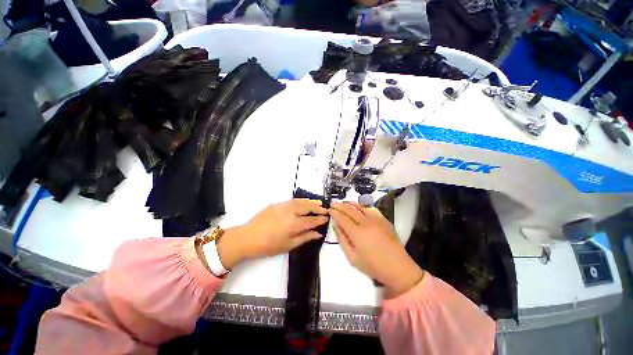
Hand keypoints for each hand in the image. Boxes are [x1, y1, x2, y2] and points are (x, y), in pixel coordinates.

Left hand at [217, 199, 328, 268]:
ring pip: (300, 201)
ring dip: (310, 202)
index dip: (320, 219)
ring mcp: (282, 206)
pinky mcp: (276, 204)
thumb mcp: (289, 245)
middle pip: (307, 207)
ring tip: (318, 203)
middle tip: (325, 209)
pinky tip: (303, 203)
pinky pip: (292, 201)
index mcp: (293, 224)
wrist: (248, 237)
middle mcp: (290, 212)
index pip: (311, 220)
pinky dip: (300, 201)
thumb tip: (318, 233)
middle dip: (318, 207)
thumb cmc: (269, 245)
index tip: (327, 218)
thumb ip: (305, 237)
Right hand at [330, 202, 423, 297]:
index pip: (342, 217)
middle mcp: (366, 222)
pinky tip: (358, 207)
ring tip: (343, 203)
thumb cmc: (373, 266)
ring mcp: (376, 219)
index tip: (329, 210)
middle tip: (333, 204)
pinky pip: (370, 209)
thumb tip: (336, 225)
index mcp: (357, 232)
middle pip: (350, 209)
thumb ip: (342, 239)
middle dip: (339, 205)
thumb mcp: (352, 258)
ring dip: (349, 203)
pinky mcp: (384, 219)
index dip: (334, 212)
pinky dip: (361, 206)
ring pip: (360, 206)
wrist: (398, 268)